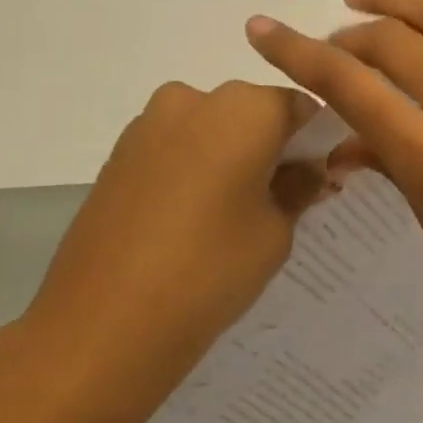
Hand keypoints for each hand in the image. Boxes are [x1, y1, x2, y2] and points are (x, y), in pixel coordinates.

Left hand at [0, 81, 328, 422]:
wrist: (103, 323)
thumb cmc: (209, 269)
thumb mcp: (275, 232)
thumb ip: (298, 189)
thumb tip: (309, 169)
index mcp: (244, 108)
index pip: (300, 107)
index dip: (316, 141)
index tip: (320, 178)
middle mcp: (193, 99)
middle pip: (252, 113)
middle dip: (272, 147)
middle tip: (281, 200)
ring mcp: (147, 125)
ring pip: (211, 130)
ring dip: (231, 157)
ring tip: (232, 217)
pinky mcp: (117, 155)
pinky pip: (175, 149)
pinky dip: (194, 170)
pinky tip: (192, 221)